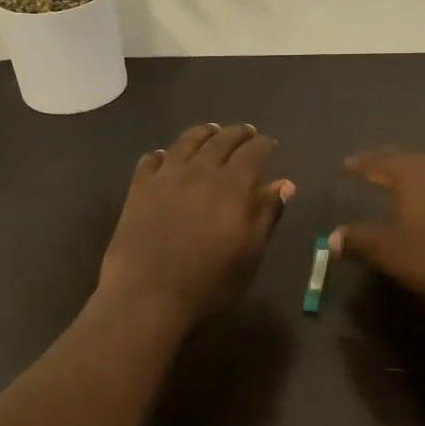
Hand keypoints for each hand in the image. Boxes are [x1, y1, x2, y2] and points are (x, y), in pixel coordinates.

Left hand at [98, 123, 295, 326]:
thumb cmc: (208, 281)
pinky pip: (151, 160)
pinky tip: (164, 156)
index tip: (270, 144)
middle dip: (238, 133)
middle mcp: (200, 170)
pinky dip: (163, 154)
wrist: (147, 294)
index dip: (264, 144)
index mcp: (233, 185)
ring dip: (203, 133)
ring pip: (187, 142)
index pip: (253, 152)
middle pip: (221, 140)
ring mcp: (166, 176)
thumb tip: (285, 184)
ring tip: (211, 131)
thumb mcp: (250, 254)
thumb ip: (267, 214)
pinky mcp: (139, 188)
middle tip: (246, 132)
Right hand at [330, 148, 424, 301]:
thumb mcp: (391, 251)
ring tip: (403, 180)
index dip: (362, 163)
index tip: (347, 162)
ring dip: (414, 172)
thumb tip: (332, 238)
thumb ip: (360, 241)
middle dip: (387, 162)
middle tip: (373, 165)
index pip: (379, 162)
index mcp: (411, 175)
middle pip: (407, 159)